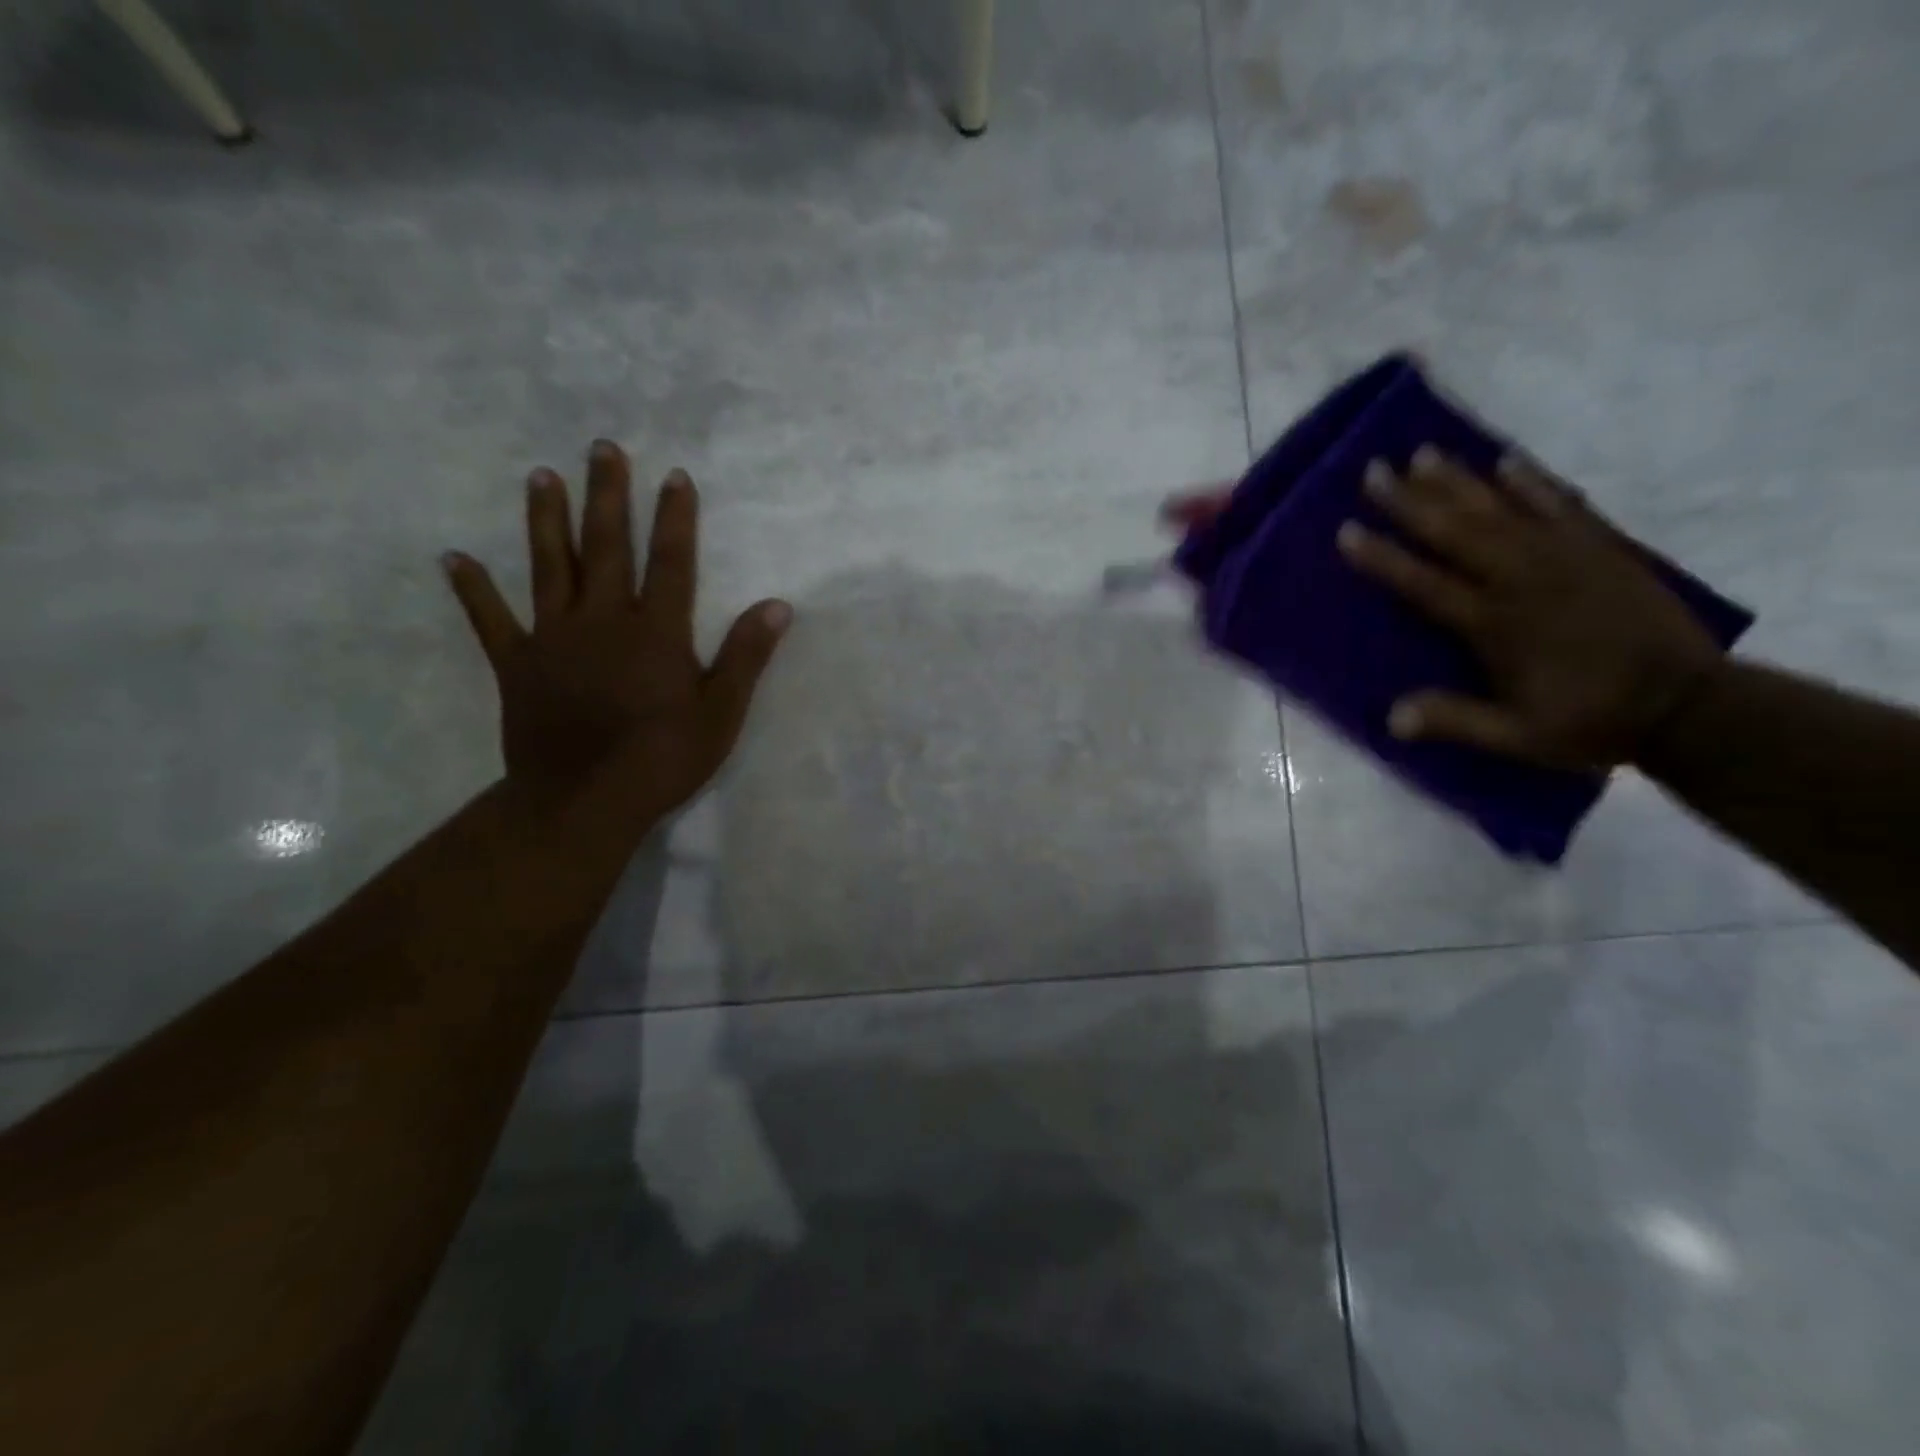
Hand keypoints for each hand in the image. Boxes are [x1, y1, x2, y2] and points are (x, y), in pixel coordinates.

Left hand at [441, 439, 790, 816]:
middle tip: (601, 448)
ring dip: (547, 521)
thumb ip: (746, 656)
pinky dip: (473, 590)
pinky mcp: (518, 665)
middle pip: (607, 548)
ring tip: (542, 477)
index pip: (671, 562)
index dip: (675, 518)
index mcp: (656, 632)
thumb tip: (778, 605)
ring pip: (550, 568)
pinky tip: (455, 559)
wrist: (584, 802)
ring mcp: (554, 639)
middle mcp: (603, 621)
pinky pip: (491, 621)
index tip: (675, 475)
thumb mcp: (721, 714)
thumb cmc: (662, 759)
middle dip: (608, 496)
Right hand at [1336, 447, 1724, 769]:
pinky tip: (1507, 463)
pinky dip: (1533, 482)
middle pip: (1456, 532)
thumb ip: (1456, 722)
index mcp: (1495, 624)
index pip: (1425, 583)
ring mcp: (1566, 558)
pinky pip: (1562, 506)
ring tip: (1424, 453)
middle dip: (1411, 501)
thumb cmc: (1593, 722)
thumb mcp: (1518, 737)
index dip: (1384, 557)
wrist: (1691, 706)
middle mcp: (1523, 580)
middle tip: (1374, 470)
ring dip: (1459, 481)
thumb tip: (1390, 719)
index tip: (1347, 530)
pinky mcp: (1603, 549)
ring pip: (1502, 509)